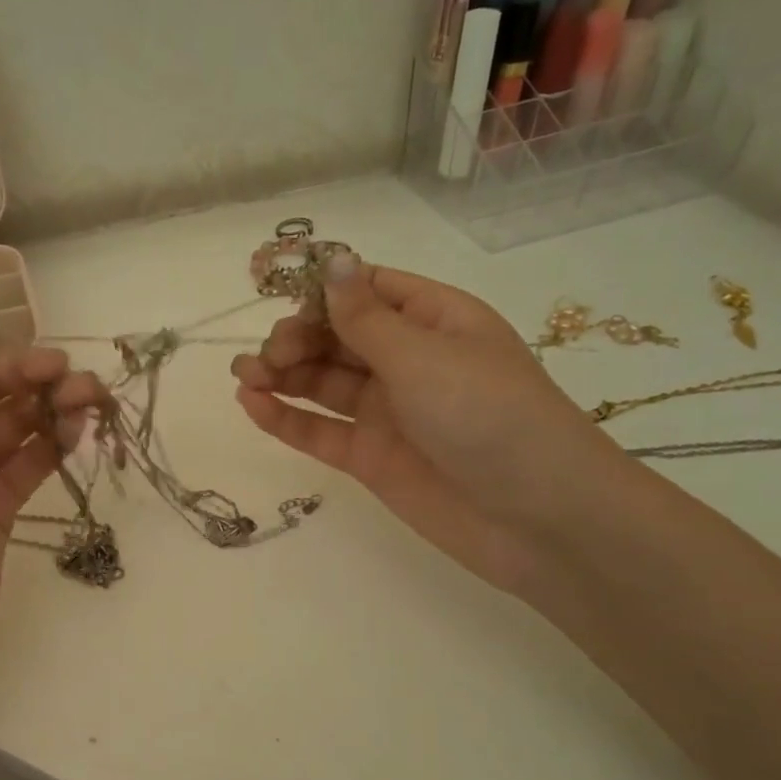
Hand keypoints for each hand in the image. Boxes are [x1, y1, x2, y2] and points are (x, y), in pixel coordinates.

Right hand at [232, 256, 628, 592]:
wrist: (536, 519)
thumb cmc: (489, 416)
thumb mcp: (425, 356)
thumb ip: (366, 318)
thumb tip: (334, 260)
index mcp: (434, 320)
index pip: (368, 291)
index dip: (324, 293)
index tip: (284, 303)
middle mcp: (408, 361)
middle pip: (337, 337)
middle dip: (297, 339)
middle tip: (269, 357)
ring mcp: (388, 412)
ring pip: (323, 384)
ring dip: (282, 376)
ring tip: (244, 377)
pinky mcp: (371, 458)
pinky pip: (321, 431)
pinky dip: (287, 419)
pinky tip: (253, 405)